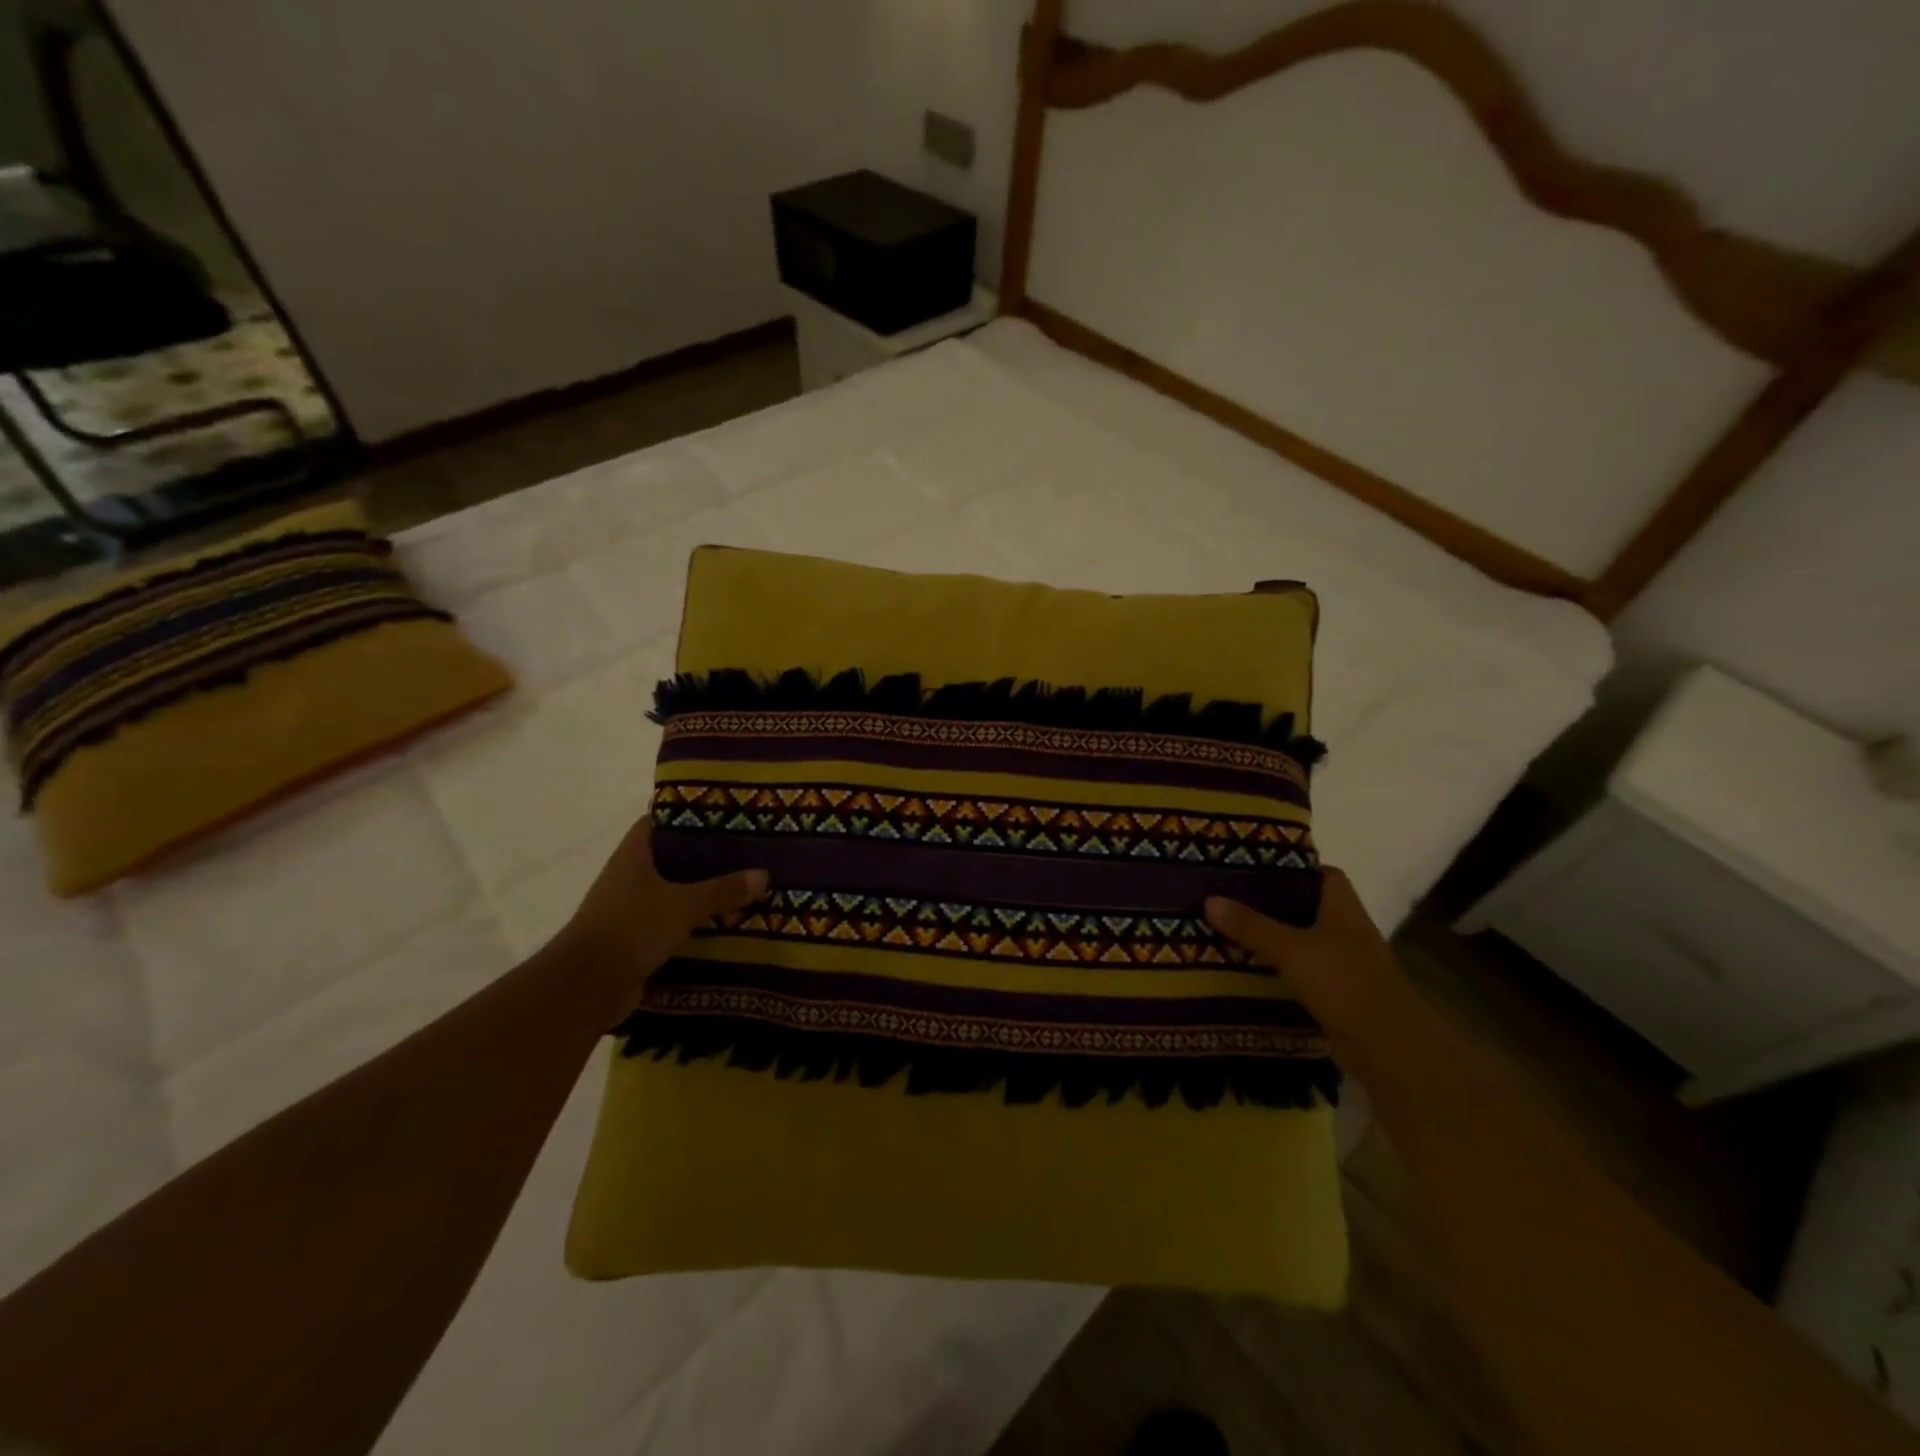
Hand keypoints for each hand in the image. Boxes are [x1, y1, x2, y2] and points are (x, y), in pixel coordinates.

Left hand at [556, 816, 767, 1016]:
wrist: (586, 986)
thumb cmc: (632, 928)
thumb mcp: (684, 904)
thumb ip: (723, 889)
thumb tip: (764, 875)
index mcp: (633, 855)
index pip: (658, 822)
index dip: (686, 815)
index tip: (721, 815)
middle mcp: (628, 877)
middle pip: (669, 858)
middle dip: (703, 857)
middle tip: (743, 853)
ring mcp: (628, 909)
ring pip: (671, 893)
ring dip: (699, 893)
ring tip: (741, 888)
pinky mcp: (633, 940)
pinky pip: (669, 924)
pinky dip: (692, 924)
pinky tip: (723, 925)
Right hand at [1204, 869, 1401, 1040]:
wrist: (1388, 1047)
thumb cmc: (1344, 982)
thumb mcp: (1291, 949)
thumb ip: (1251, 925)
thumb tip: (1209, 899)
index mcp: (1342, 907)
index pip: (1321, 873)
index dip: (1291, 867)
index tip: (1254, 866)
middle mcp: (1346, 929)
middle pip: (1306, 906)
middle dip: (1271, 902)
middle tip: (1229, 895)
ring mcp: (1343, 962)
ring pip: (1301, 939)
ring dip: (1271, 936)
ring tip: (1228, 928)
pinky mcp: (1336, 992)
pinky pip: (1300, 969)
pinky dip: (1278, 967)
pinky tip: (1247, 967)